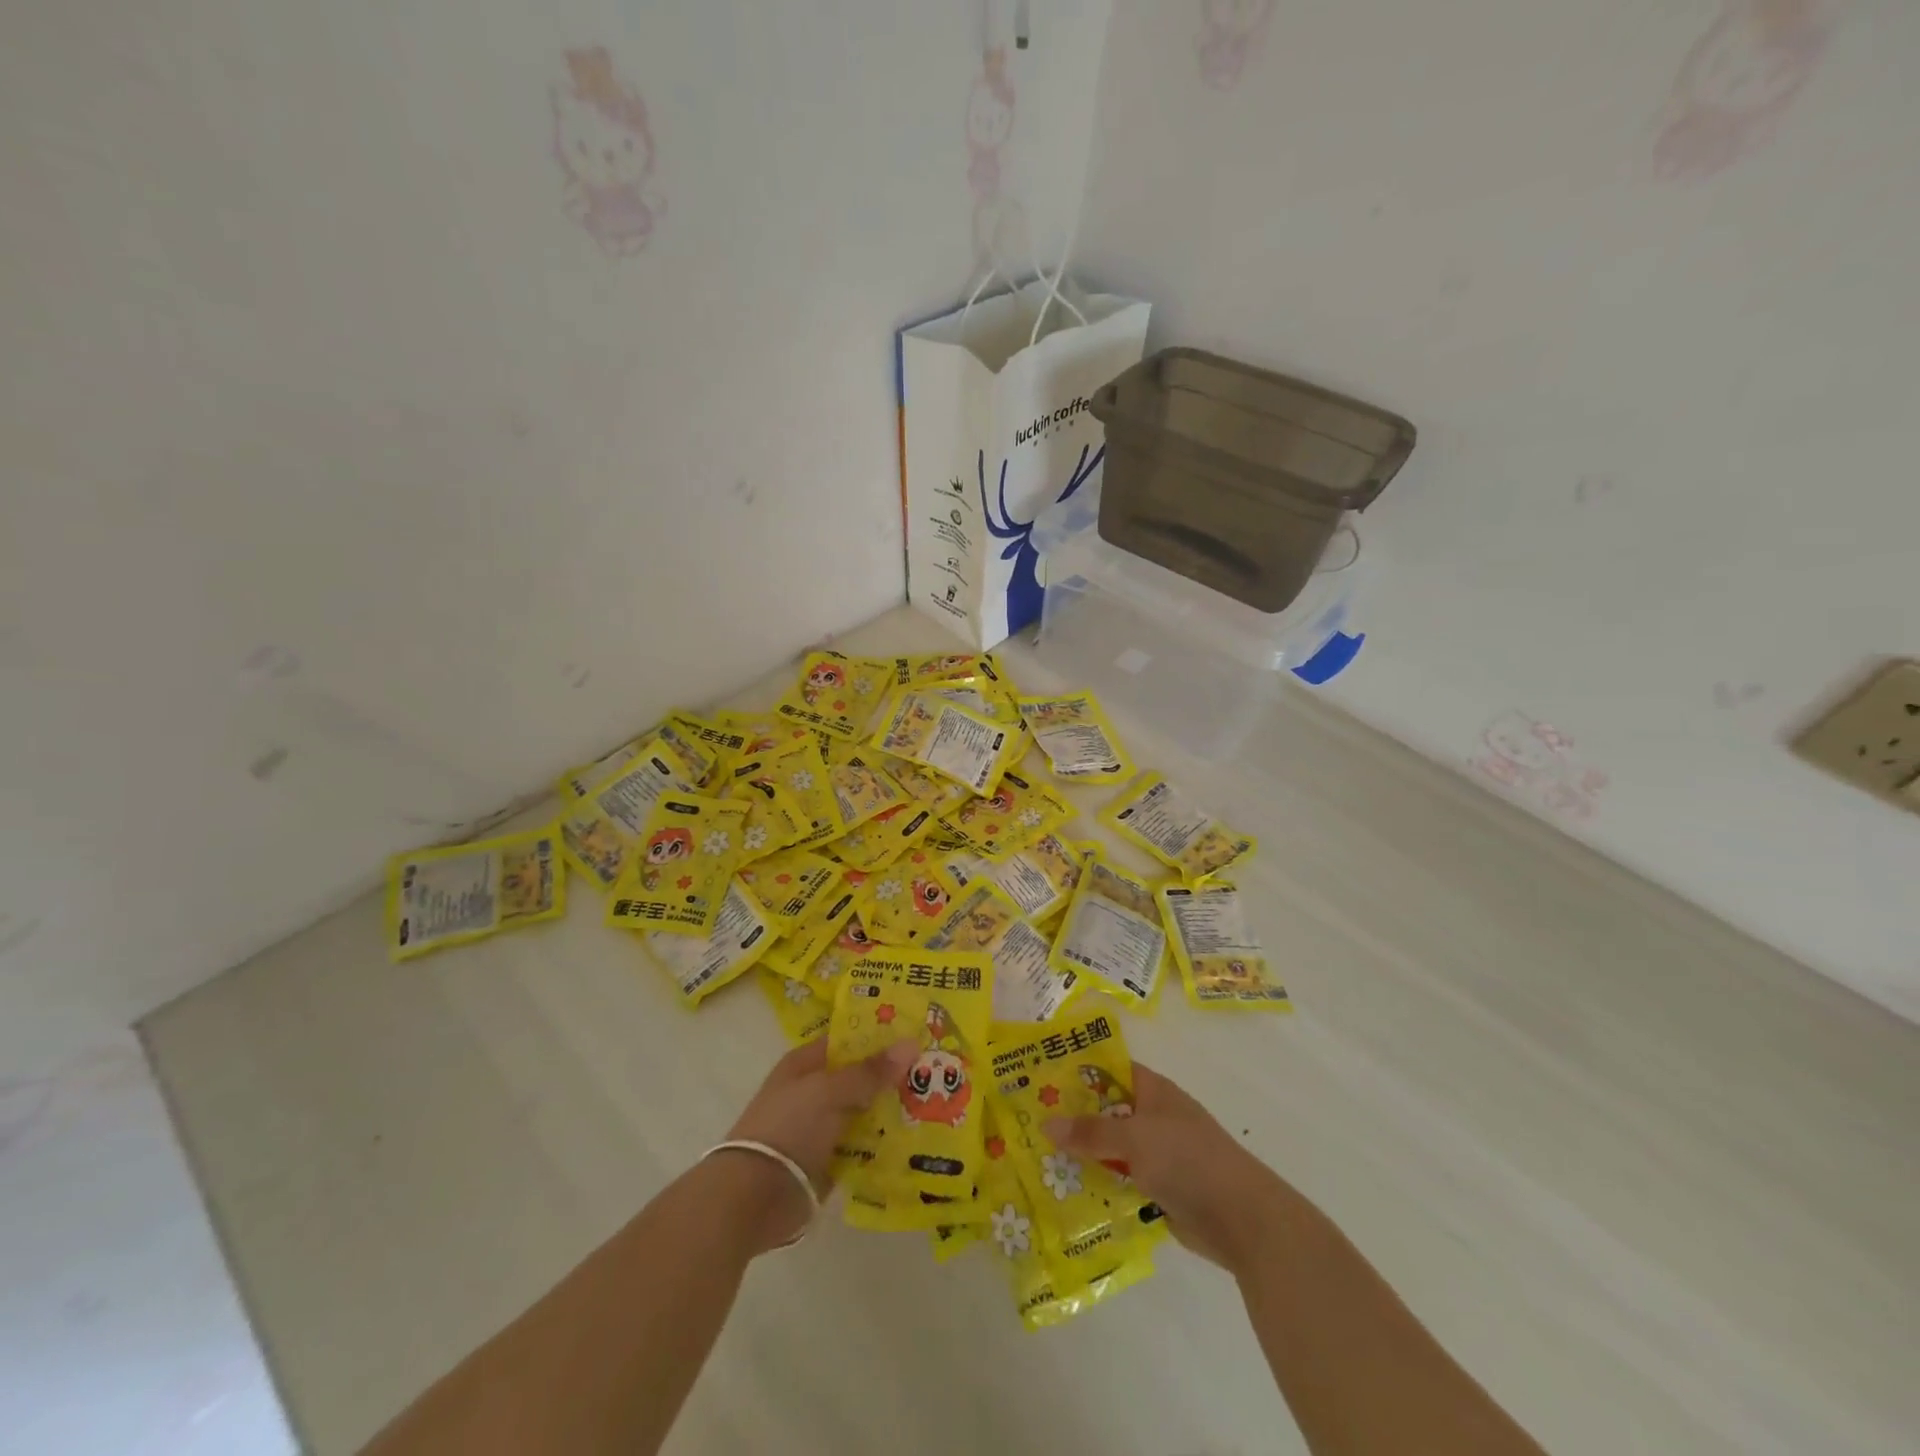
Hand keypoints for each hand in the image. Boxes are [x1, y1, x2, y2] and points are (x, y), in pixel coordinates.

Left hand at [718, 1038, 917, 1249]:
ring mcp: (821, 1127)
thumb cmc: (788, 1128)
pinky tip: (917, 1140)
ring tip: (937, 1104)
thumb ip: (870, 1071)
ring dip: (894, 1110)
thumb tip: (911, 1043)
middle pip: (861, 1076)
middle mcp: (814, 1091)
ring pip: (866, 1111)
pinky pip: (864, 1146)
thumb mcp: (829, 1091)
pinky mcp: (829, 1161)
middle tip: (938, 1070)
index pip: (849, 1040)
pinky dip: (885, 1143)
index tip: (918, 1033)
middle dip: (894, 1075)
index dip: (880, 1035)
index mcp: (805, 1064)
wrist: (753, 1197)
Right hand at [1045, 1062, 1285, 1274]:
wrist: (1243, 1219)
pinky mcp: (1160, 1189)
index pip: (1110, 1070)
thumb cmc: (1188, 1160)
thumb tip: (1046, 1124)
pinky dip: (1100, 1184)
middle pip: (1107, 1111)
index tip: (1041, 1078)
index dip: (1078, 1071)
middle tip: (1028, 1122)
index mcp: (1154, 1092)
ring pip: (1112, 1149)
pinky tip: (1068, 1192)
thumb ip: (1090, 1132)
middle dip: (1073, 1117)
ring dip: (1084, 1155)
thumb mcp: (1134, 1139)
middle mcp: (1154, 1118)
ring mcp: (1159, 1155)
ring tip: (1038, 1159)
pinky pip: (1121, 1180)